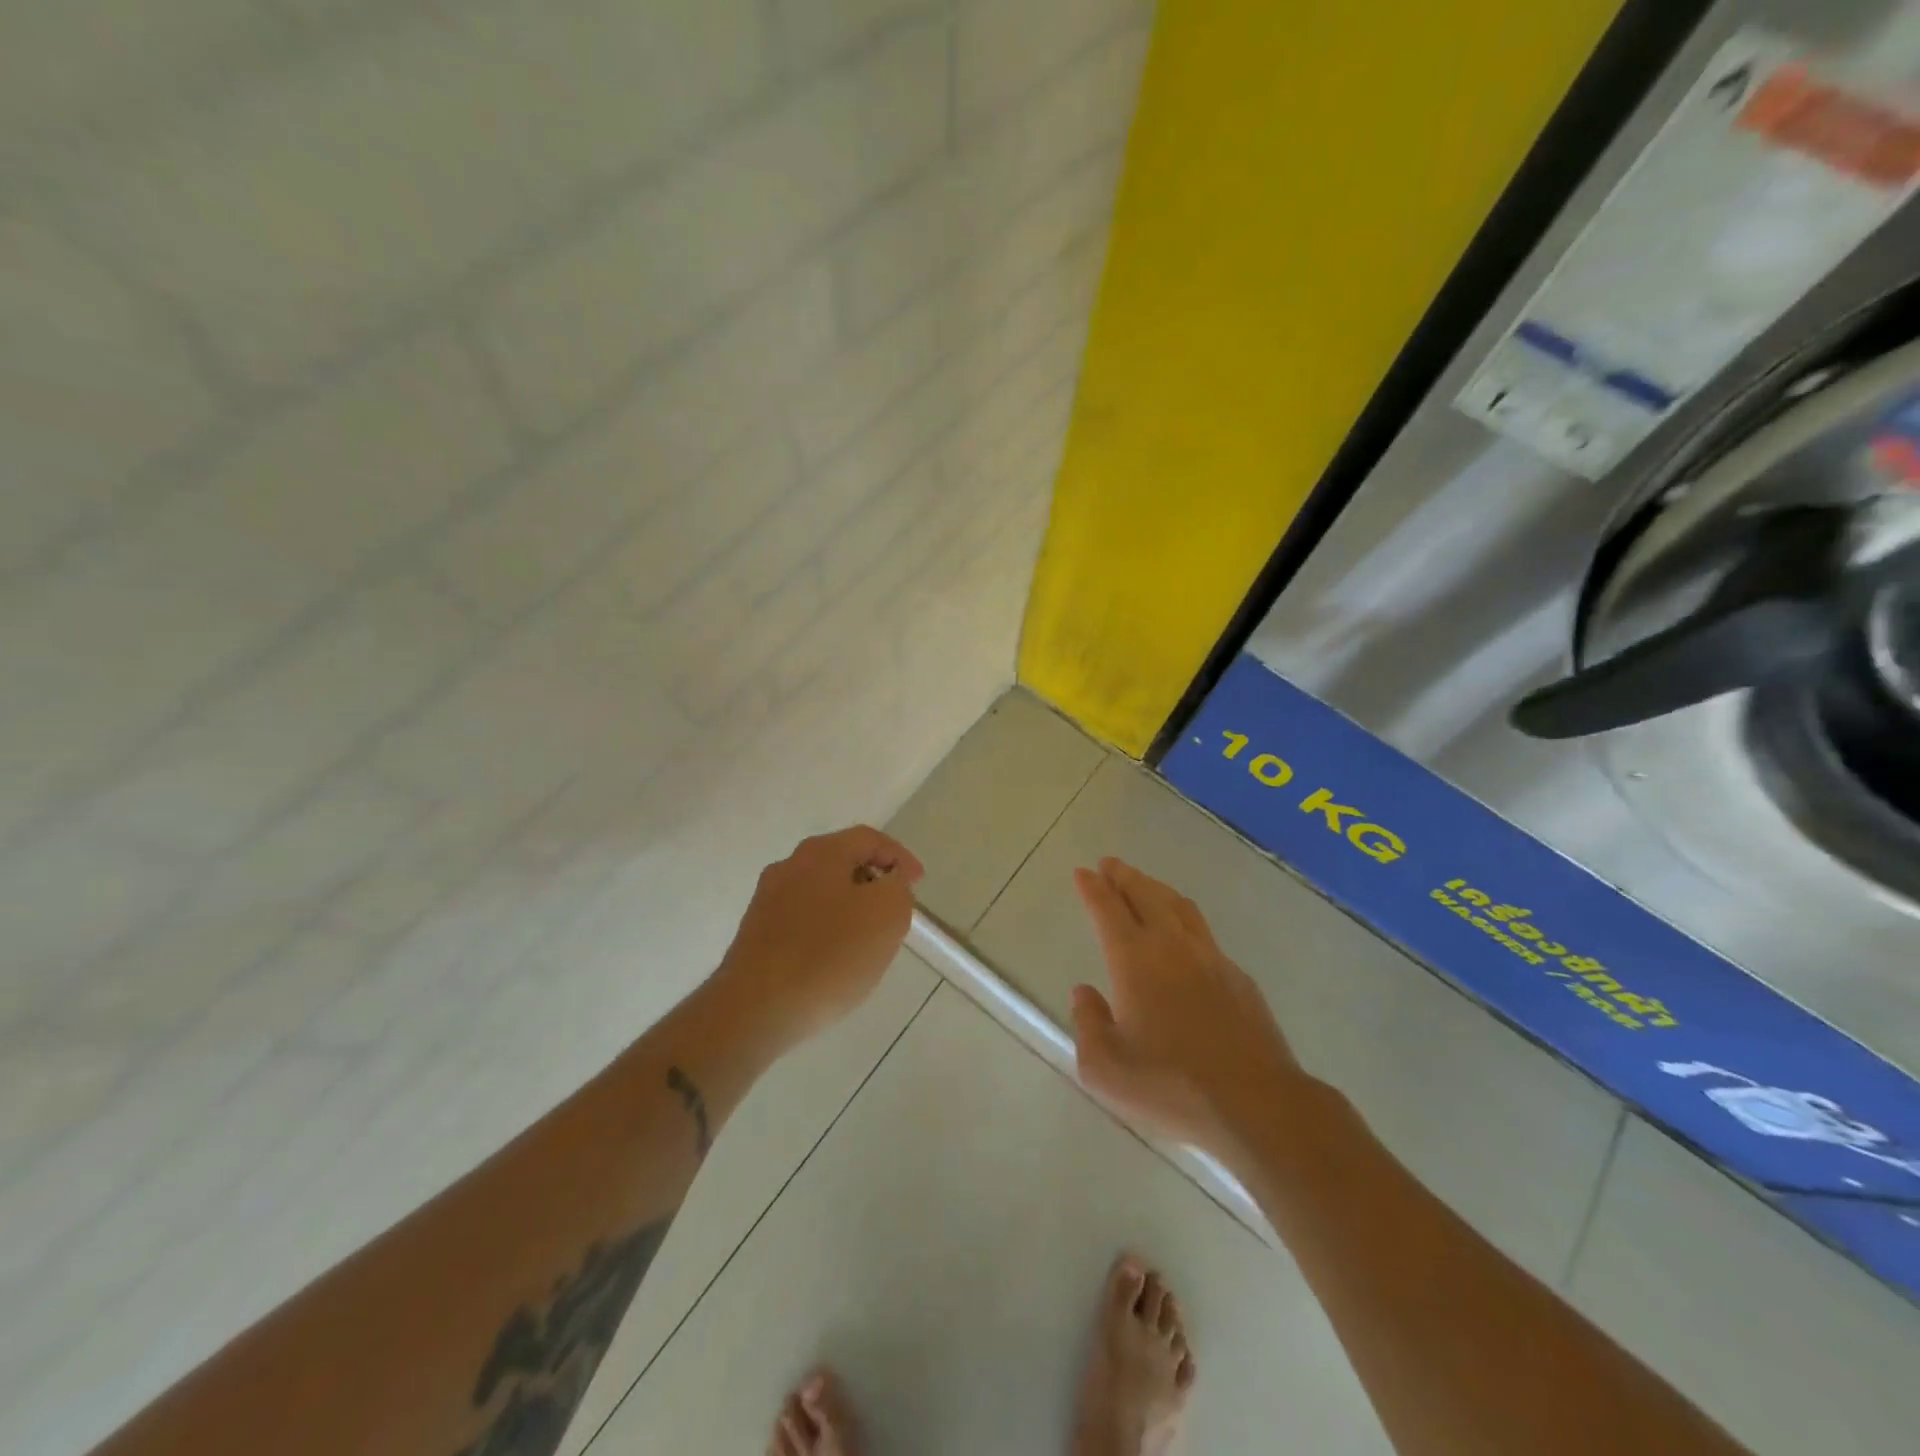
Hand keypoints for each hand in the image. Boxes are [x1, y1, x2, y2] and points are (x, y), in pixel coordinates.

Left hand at [720, 826, 923, 1043]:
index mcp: (820, 852)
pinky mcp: (756, 934)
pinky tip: (834, 961)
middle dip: (874, 882)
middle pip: (842, 862)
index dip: (900, 857)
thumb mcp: (887, 914)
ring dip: (850, 908)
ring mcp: (767, 900)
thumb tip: (888, 883)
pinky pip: (803, 921)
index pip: (869, 839)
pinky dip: (826, 931)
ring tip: (868, 941)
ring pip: (822, 892)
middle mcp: (789, 866)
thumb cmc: (829, 955)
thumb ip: (897, 887)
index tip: (917, 885)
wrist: (756, 1009)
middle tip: (895, 911)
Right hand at [1069, 858, 1305, 1158]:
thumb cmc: (1171, 1087)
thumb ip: (1088, 1024)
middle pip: (1145, 895)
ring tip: (1144, 885)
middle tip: (1110, 865)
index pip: (1107, 909)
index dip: (1093, 888)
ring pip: (1178, 906)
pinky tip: (1183, 935)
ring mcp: (1211, 958)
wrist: (1257, 1105)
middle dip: (1124, 876)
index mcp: (1134, 960)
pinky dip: (1183, 919)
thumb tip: (1084, 993)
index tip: (1083, 872)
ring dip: (1156, 889)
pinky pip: (1203, 932)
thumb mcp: (1106, 1069)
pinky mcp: (1239, 978)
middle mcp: (1171, 946)